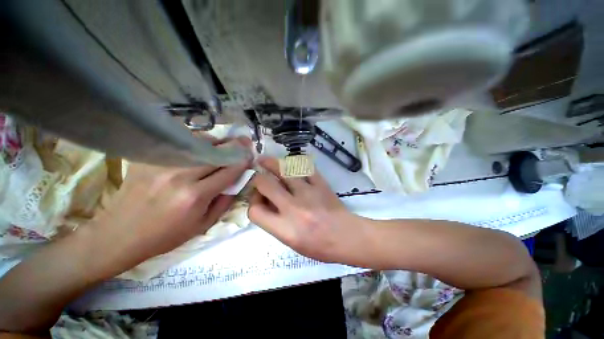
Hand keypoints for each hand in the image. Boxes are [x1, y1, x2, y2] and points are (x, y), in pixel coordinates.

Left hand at [90, 138, 250, 271]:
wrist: (120, 234)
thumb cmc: (166, 235)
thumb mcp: (203, 225)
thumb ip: (225, 201)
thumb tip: (238, 181)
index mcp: (195, 196)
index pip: (228, 171)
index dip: (243, 161)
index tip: (251, 156)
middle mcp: (180, 176)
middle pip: (215, 153)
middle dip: (234, 146)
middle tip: (244, 141)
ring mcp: (162, 164)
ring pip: (198, 143)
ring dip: (216, 142)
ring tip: (223, 145)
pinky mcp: (149, 158)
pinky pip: (179, 144)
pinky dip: (195, 143)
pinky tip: (200, 147)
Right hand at [249, 157, 367, 263]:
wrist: (347, 237)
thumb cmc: (319, 246)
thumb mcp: (291, 242)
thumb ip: (275, 223)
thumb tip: (265, 202)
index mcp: (285, 228)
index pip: (255, 211)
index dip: (252, 202)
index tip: (259, 199)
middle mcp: (293, 208)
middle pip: (265, 184)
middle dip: (258, 179)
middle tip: (259, 176)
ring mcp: (308, 193)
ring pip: (284, 169)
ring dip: (271, 163)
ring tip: (265, 160)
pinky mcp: (320, 184)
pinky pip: (304, 167)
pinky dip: (295, 163)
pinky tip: (290, 163)